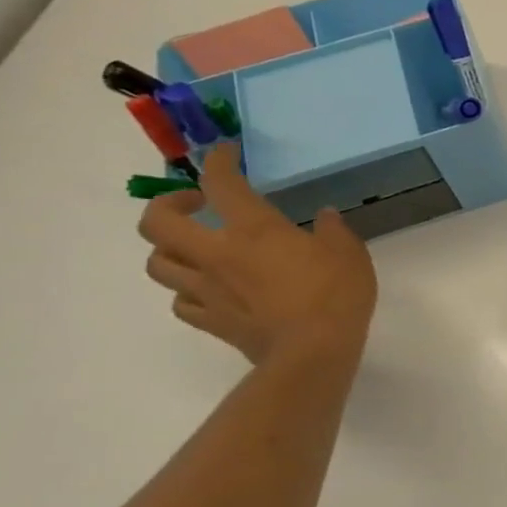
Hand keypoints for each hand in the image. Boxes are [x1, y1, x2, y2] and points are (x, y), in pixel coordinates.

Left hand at [138, 144, 377, 364]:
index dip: (219, 162)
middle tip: (195, 205)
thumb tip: (323, 217)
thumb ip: (333, 230)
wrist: (313, 352)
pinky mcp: (210, 321)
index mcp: (254, 230)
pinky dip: (186, 291)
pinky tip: (207, 290)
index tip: (227, 154)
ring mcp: (207, 290)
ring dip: (170, 250)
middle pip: (157, 223)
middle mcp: (217, 254)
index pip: (221, 183)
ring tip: (195, 248)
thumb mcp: (349, 253)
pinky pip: (180, 301)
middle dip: (167, 205)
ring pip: (158, 263)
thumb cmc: (335, 294)